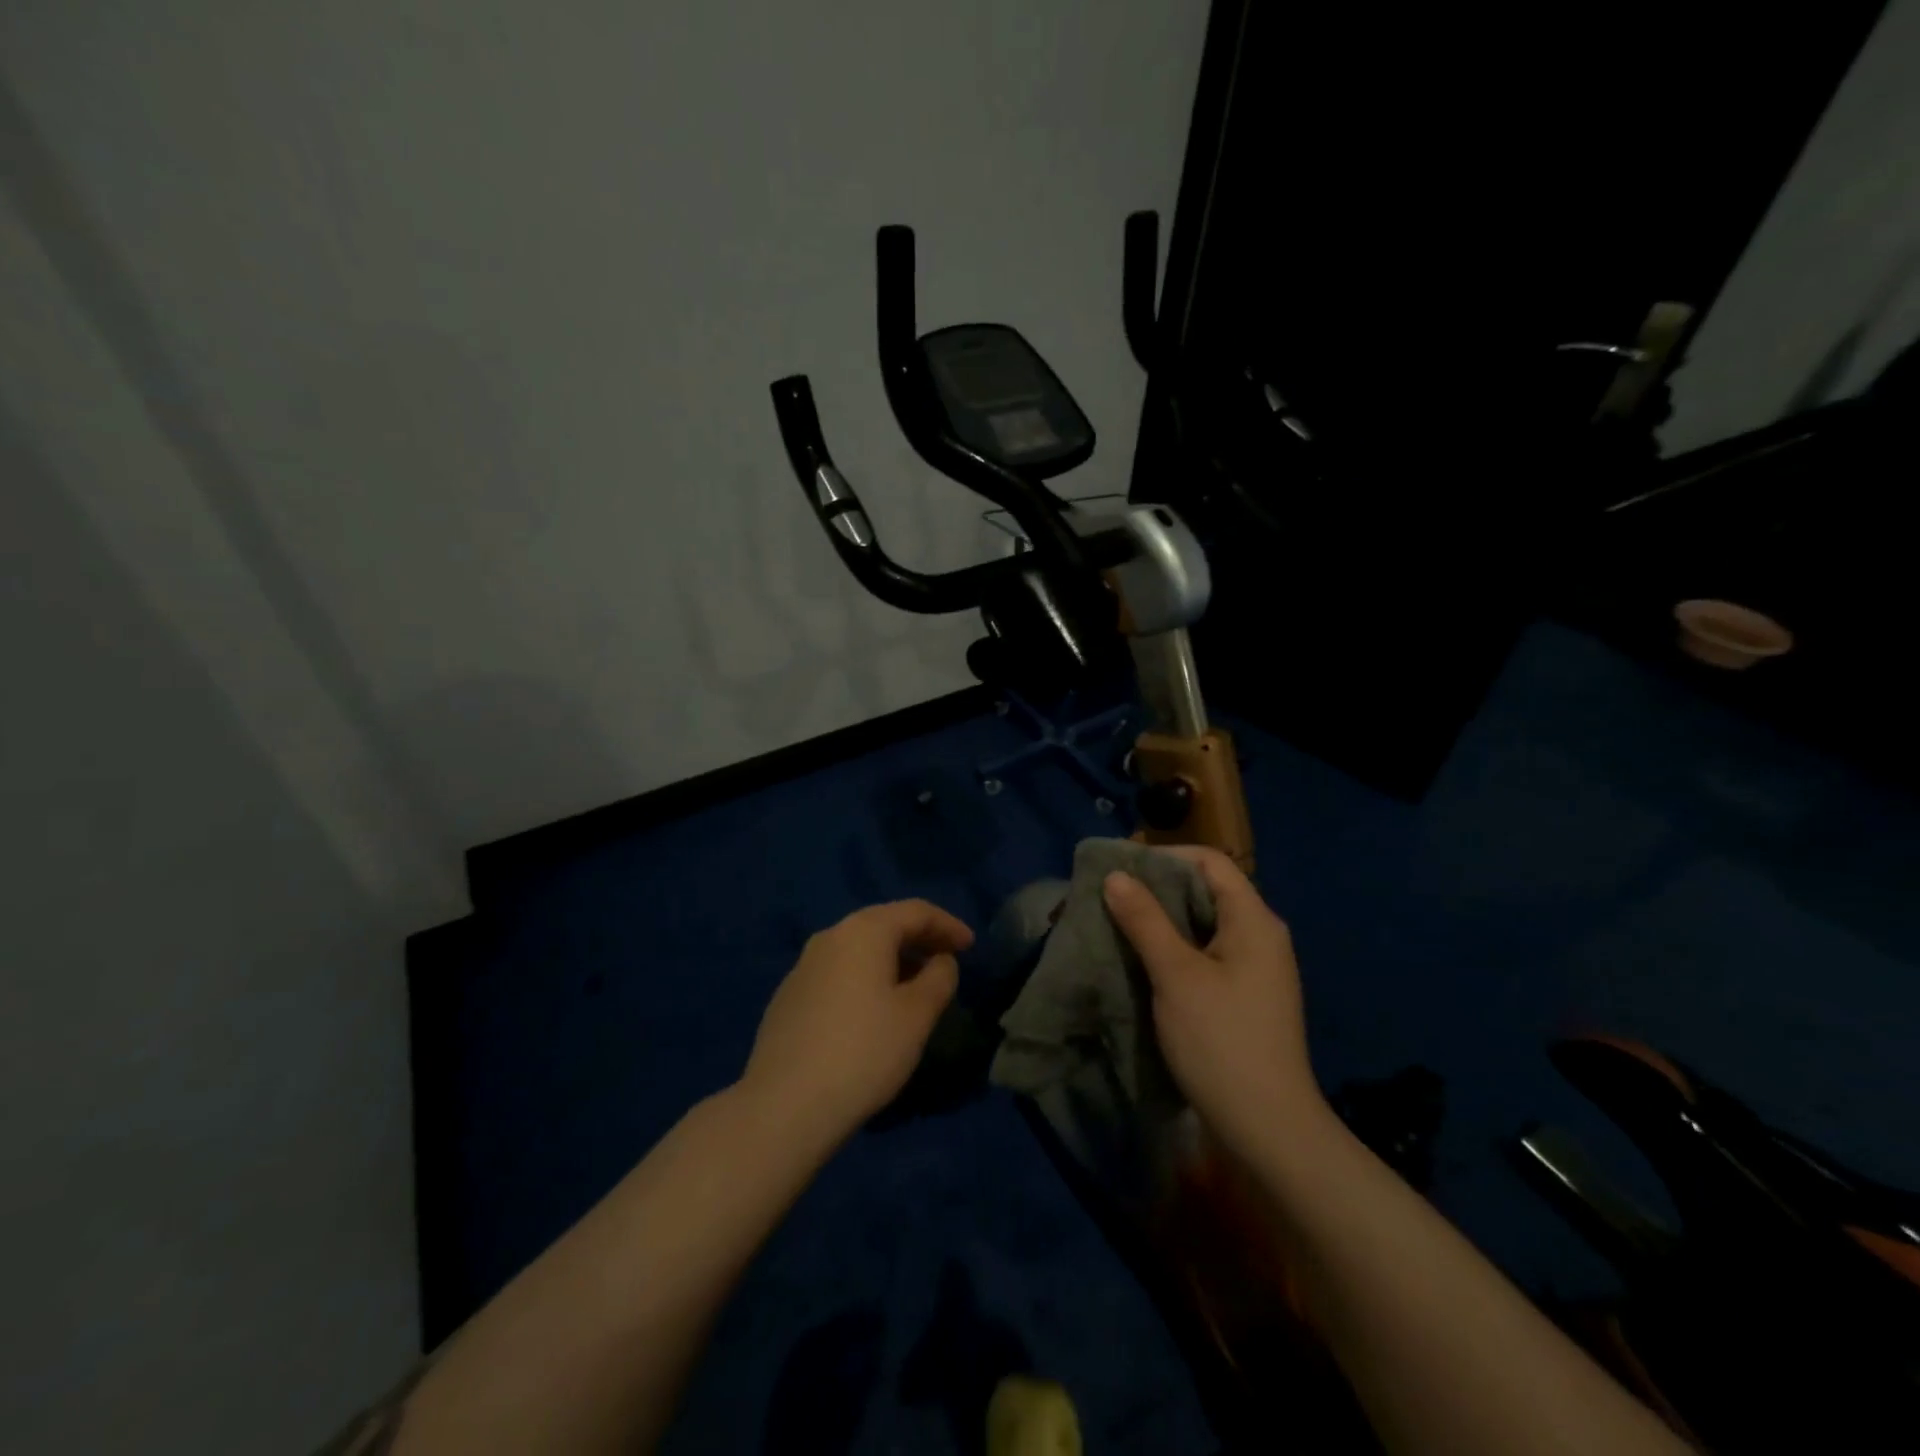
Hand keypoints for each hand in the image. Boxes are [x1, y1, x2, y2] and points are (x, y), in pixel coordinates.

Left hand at [740, 899, 973, 1142]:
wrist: (785, 1105)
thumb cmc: (864, 1052)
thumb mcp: (917, 1015)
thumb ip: (939, 977)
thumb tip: (940, 961)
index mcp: (863, 931)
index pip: (915, 911)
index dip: (948, 925)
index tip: (971, 946)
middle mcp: (830, 937)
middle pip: (884, 924)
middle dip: (919, 939)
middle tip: (947, 961)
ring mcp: (803, 966)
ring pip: (858, 950)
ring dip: (892, 960)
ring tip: (915, 987)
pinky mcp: (788, 997)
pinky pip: (838, 973)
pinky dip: (865, 979)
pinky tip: (873, 1010)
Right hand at [1103, 847, 1325, 1156]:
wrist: (1268, 1129)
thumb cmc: (1221, 1042)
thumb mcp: (1176, 975)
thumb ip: (1145, 920)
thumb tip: (1116, 876)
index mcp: (1254, 920)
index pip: (1210, 862)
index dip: (1165, 856)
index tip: (1120, 867)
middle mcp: (1261, 935)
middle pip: (1206, 890)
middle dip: (1157, 888)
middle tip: (1111, 896)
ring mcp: (1255, 967)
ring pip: (1203, 924)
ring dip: (1162, 920)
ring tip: (1118, 923)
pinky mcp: (1244, 995)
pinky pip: (1206, 952)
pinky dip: (1174, 947)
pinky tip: (1143, 960)